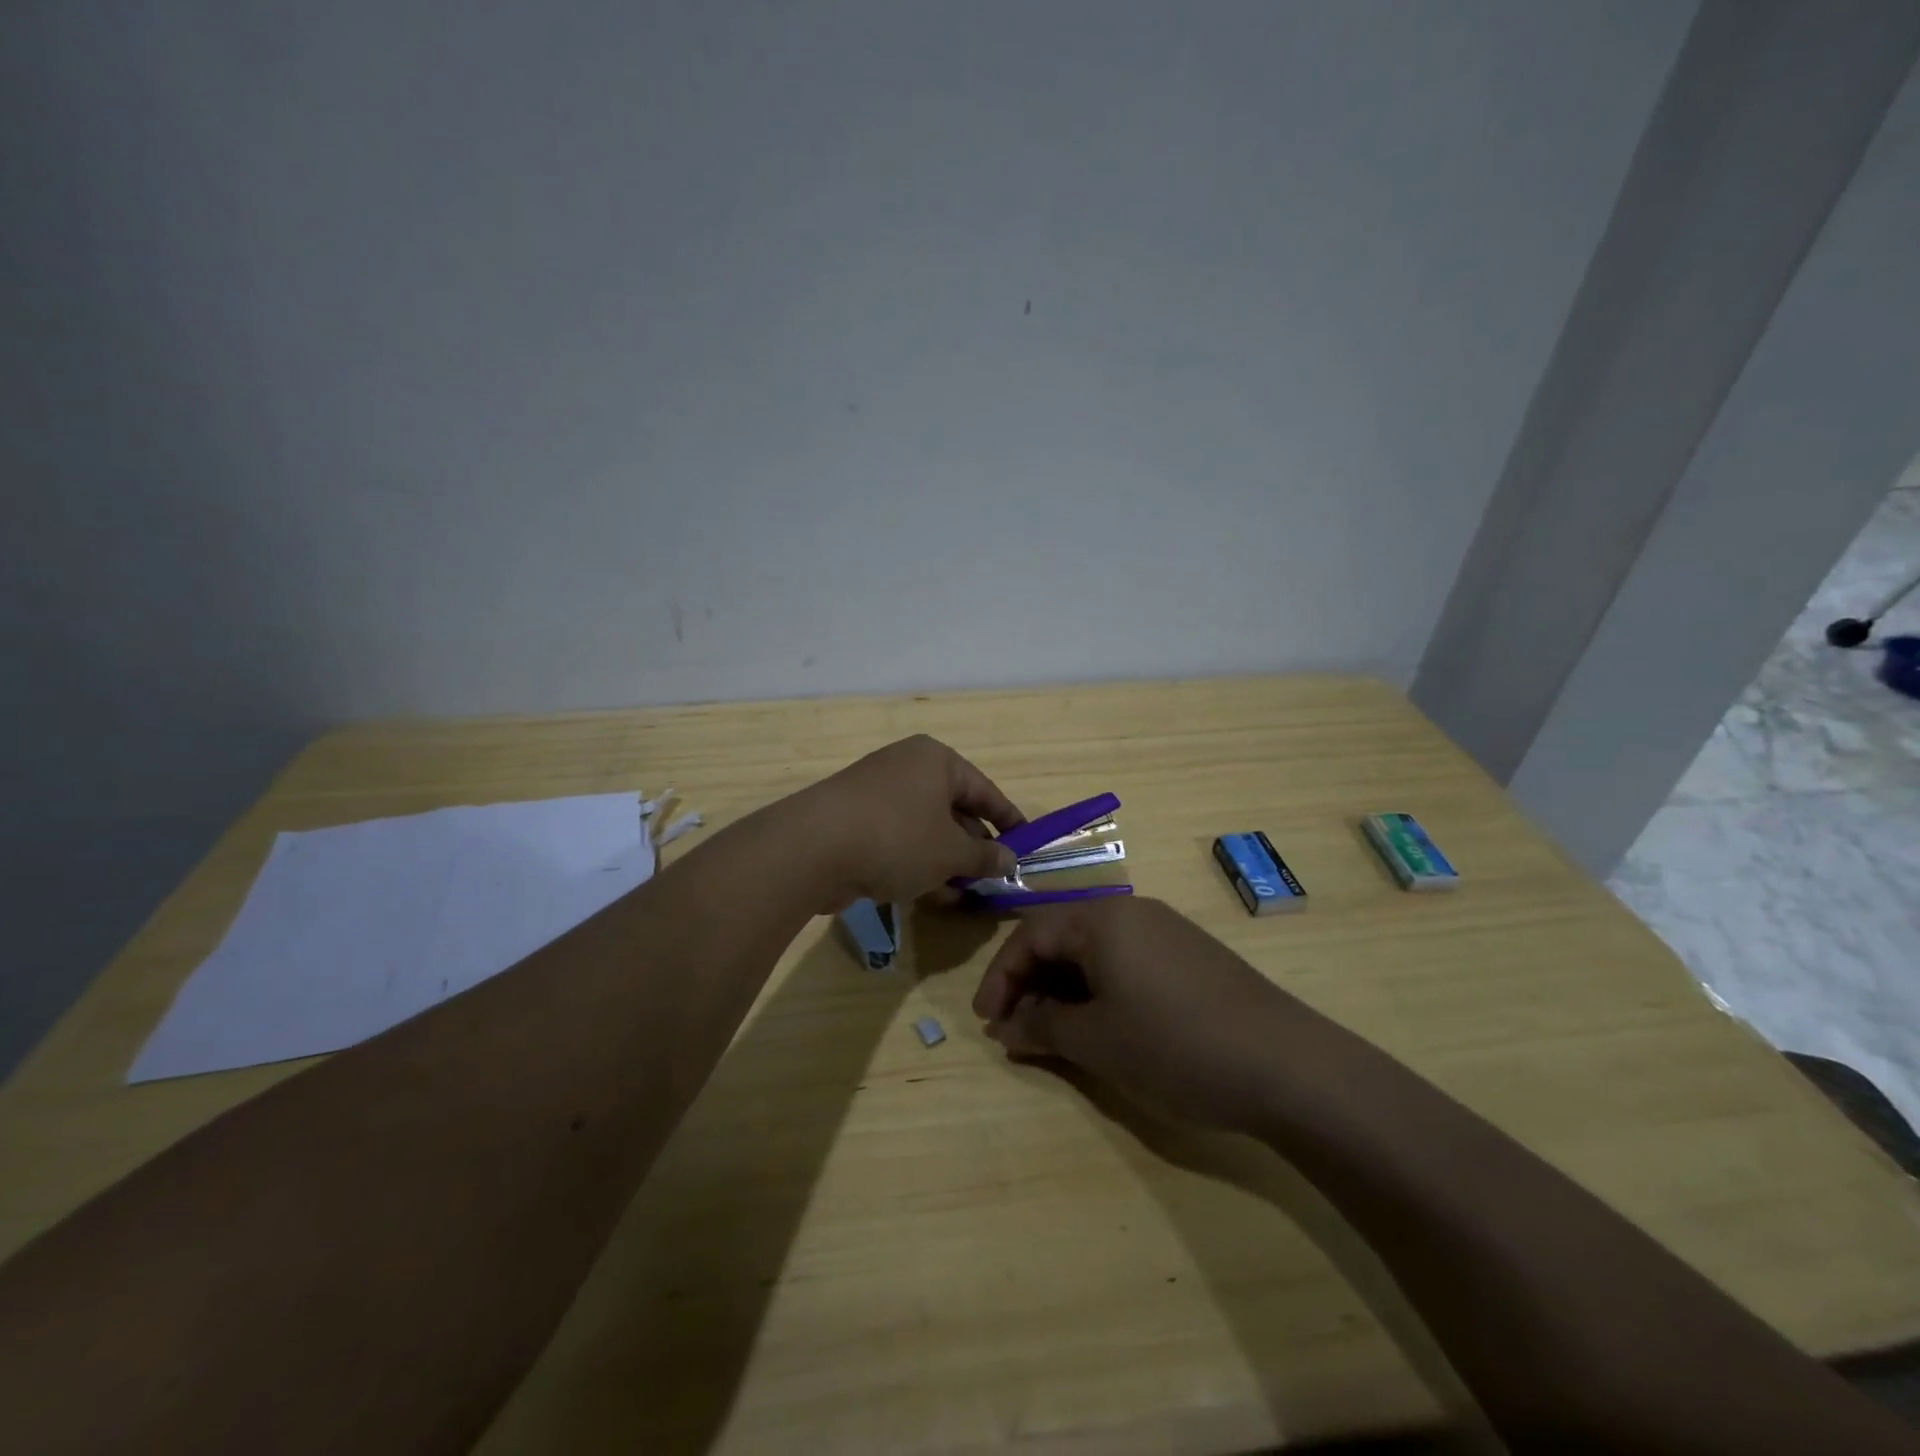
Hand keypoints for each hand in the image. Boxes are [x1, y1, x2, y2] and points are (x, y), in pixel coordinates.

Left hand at [798, 735, 1024, 905]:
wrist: (812, 849)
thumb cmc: (897, 838)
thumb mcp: (951, 852)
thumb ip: (984, 857)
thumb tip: (1009, 861)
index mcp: (936, 761)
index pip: (985, 790)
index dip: (1008, 820)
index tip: (1026, 846)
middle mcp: (907, 768)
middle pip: (954, 810)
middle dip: (973, 848)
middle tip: (992, 879)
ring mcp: (877, 794)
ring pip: (925, 829)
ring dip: (946, 862)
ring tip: (965, 895)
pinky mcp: (855, 821)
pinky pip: (899, 841)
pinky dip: (917, 864)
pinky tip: (930, 896)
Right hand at [972, 897, 1302, 1130]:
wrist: (1287, 1065)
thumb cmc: (1174, 1045)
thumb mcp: (1097, 1040)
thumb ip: (1041, 1026)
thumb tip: (1006, 1027)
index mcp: (1102, 918)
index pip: (1030, 935)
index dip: (1000, 978)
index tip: (988, 1023)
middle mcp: (1132, 911)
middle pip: (1062, 938)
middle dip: (1031, 983)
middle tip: (1017, 1030)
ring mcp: (1166, 931)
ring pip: (1095, 951)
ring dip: (1065, 989)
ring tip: (1056, 1033)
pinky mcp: (1191, 955)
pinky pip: (1127, 961)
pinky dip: (1101, 990)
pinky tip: (1105, 1025)